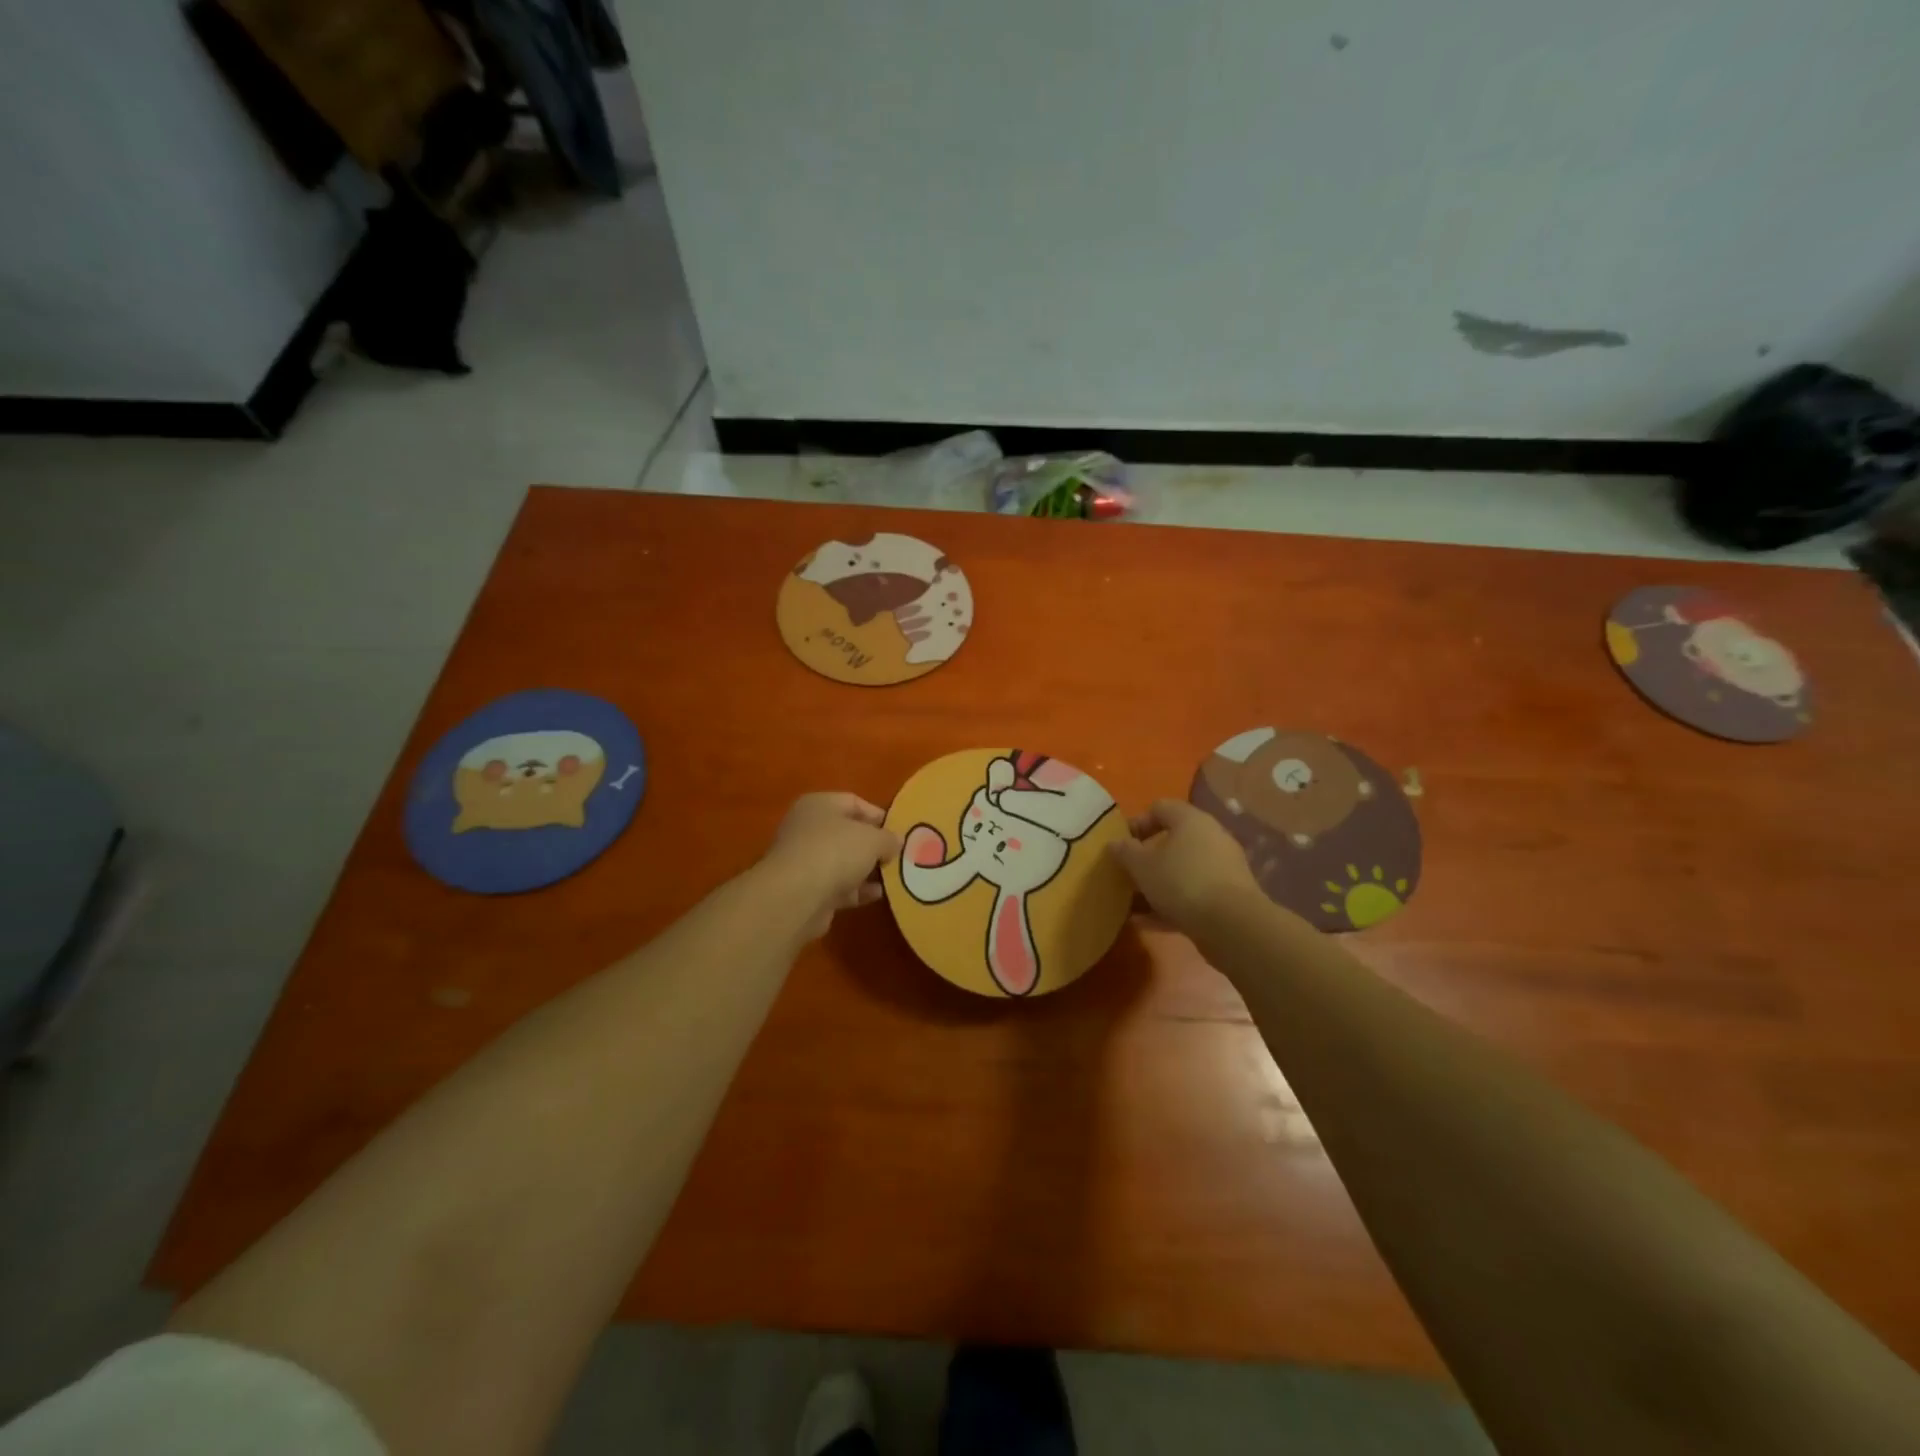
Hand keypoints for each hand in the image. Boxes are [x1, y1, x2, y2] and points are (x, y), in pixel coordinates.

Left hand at [761, 792, 901, 939]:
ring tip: (893, 877)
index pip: (853, 802)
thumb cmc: (835, 852)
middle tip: (897, 856)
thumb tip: (896, 842)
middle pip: (847, 833)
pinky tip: (877, 895)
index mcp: (819, 805)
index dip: (878, 816)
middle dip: (873, 845)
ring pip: (843, 861)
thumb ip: (888, 838)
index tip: (899, 832)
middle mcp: (807, 828)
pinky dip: (857, 890)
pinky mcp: (806, 889)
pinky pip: (838, 885)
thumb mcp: (873, 839)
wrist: (796, 897)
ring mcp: (805, 860)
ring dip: (866, 870)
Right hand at [1108, 798, 1261, 929]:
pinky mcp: (1228, 896)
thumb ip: (1125, 851)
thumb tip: (1115, 843)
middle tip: (1127, 875)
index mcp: (1190, 820)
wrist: (1232, 924)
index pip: (1159, 808)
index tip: (1121, 845)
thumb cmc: (1181, 881)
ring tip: (1132, 904)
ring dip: (1157, 884)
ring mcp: (1222, 867)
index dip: (1136, 823)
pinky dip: (1171, 904)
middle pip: (1172, 841)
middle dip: (1146, 859)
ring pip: (1181, 870)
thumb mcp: (1142, 865)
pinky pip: (1193, 893)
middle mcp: (1210, 836)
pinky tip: (1148, 922)